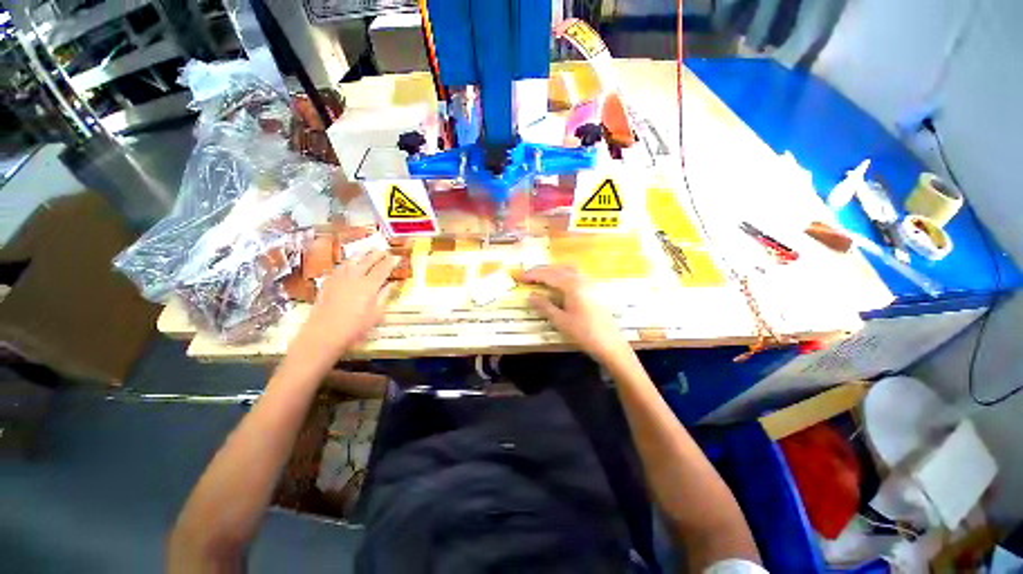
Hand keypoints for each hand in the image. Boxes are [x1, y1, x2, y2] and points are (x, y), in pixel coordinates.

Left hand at [299, 251, 397, 356]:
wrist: (324, 334)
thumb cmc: (355, 328)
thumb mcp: (376, 315)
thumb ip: (384, 297)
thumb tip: (391, 285)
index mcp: (369, 286)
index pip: (383, 269)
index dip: (391, 262)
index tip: (397, 257)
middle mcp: (354, 278)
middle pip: (367, 261)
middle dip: (377, 255)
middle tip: (384, 251)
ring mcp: (339, 279)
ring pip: (351, 262)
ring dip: (361, 256)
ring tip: (366, 254)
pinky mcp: (327, 283)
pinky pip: (338, 268)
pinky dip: (347, 264)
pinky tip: (348, 265)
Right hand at [522, 265, 631, 364]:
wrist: (610, 344)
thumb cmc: (584, 333)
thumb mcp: (561, 321)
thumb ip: (545, 306)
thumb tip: (530, 295)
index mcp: (572, 285)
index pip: (549, 275)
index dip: (534, 275)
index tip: (521, 278)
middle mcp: (581, 279)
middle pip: (559, 268)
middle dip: (542, 270)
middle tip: (529, 276)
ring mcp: (590, 283)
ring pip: (569, 269)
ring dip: (554, 270)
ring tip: (542, 277)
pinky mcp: (594, 289)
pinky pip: (576, 274)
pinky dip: (564, 274)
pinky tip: (560, 283)